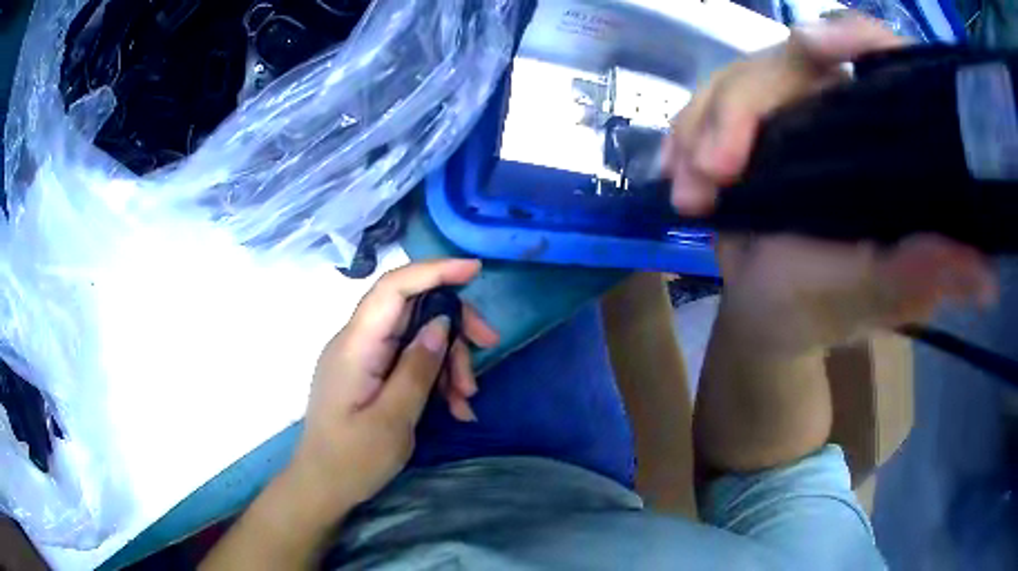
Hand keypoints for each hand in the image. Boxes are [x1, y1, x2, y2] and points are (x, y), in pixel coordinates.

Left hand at [291, 259, 497, 511]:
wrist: (323, 486)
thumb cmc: (352, 460)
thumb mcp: (393, 421)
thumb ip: (416, 369)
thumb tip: (441, 323)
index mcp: (355, 346)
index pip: (392, 289)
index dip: (434, 270)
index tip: (475, 269)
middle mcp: (358, 342)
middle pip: (412, 309)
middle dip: (454, 325)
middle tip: (489, 347)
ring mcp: (365, 358)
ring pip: (417, 336)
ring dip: (449, 360)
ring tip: (466, 401)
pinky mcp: (372, 373)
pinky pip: (410, 360)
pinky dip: (436, 378)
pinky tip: (455, 408)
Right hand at [664, 15, 996, 355]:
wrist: (762, 318)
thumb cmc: (817, 312)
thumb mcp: (871, 298)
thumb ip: (919, 278)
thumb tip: (984, 276)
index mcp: (884, 144)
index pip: (878, 57)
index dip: (852, 35)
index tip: (811, 44)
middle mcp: (841, 113)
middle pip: (788, 60)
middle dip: (740, 108)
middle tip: (712, 174)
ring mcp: (790, 114)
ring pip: (738, 78)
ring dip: (701, 128)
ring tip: (689, 193)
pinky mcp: (749, 126)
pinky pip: (706, 103)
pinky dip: (683, 132)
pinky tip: (673, 169)